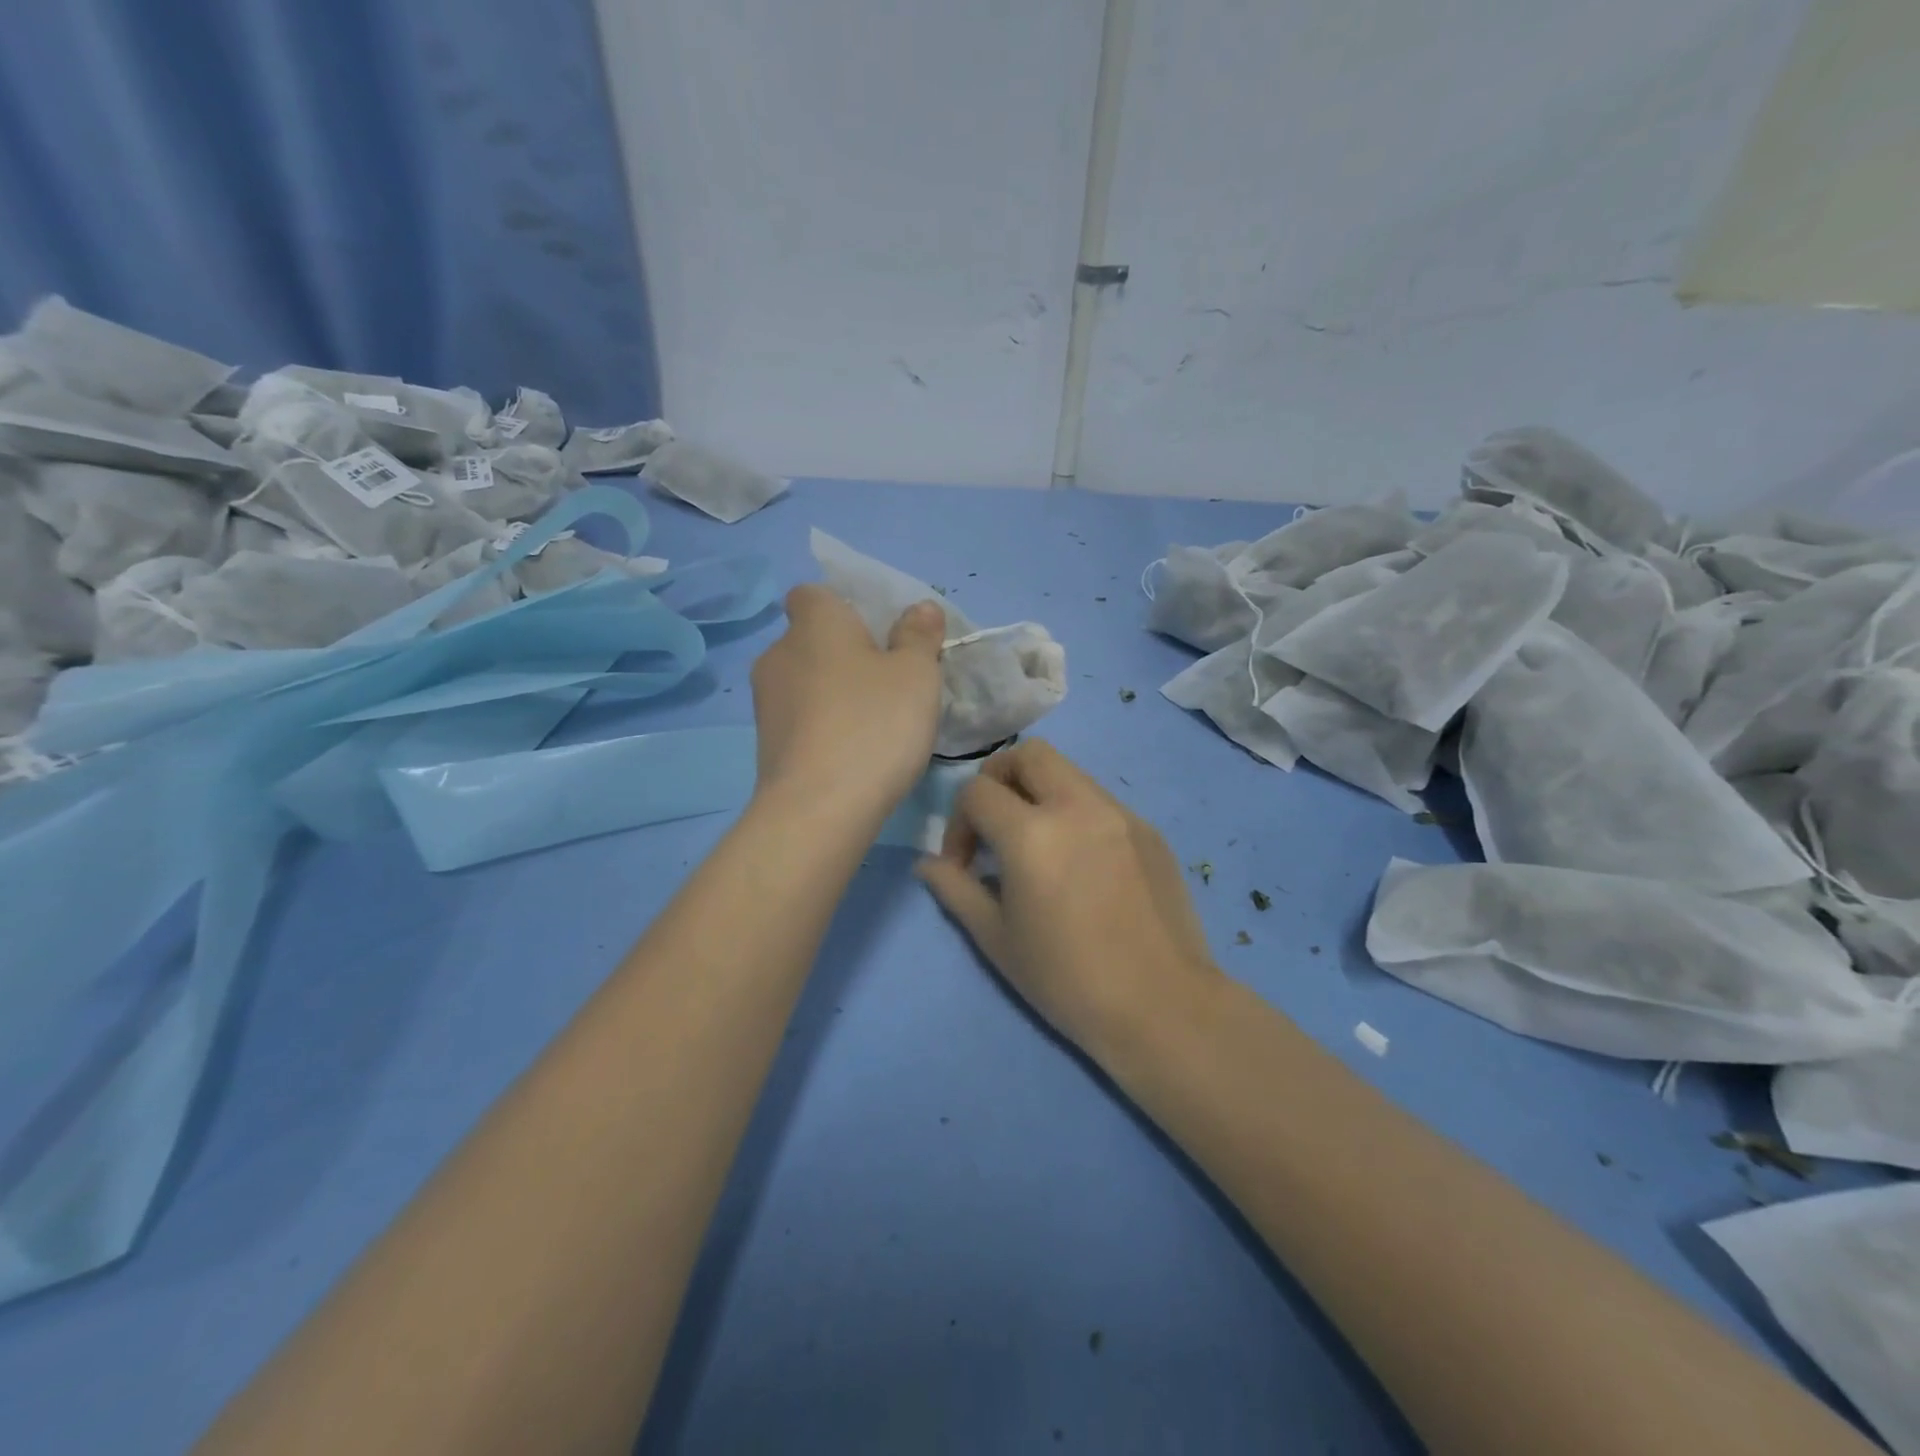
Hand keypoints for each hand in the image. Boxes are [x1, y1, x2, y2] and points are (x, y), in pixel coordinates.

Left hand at [750, 584, 945, 818]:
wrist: (819, 808)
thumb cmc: (874, 724)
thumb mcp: (916, 674)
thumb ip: (919, 635)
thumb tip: (920, 607)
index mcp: (814, 623)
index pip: (813, 594)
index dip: (844, 607)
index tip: (876, 636)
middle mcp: (778, 653)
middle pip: (811, 640)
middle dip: (843, 655)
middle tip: (886, 683)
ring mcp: (765, 702)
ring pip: (804, 683)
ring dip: (832, 693)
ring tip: (872, 725)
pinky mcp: (764, 744)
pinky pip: (799, 720)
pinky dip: (821, 727)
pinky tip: (851, 755)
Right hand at [916, 740, 1221, 1058]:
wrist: (1162, 1006)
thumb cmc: (1067, 980)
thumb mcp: (997, 939)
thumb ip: (956, 890)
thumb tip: (928, 865)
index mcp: (1032, 834)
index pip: (977, 791)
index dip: (958, 823)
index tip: (964, 865)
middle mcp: (1077, 806)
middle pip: (1028, 754)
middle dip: (999, 779)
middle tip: (996, 825)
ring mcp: (1120, 813)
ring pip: (1068, 772)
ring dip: (1040, 793)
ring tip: (1039, 846)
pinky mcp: (1149, 829)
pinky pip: (1101, 801)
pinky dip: (1077, 814)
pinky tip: (1082, 864)